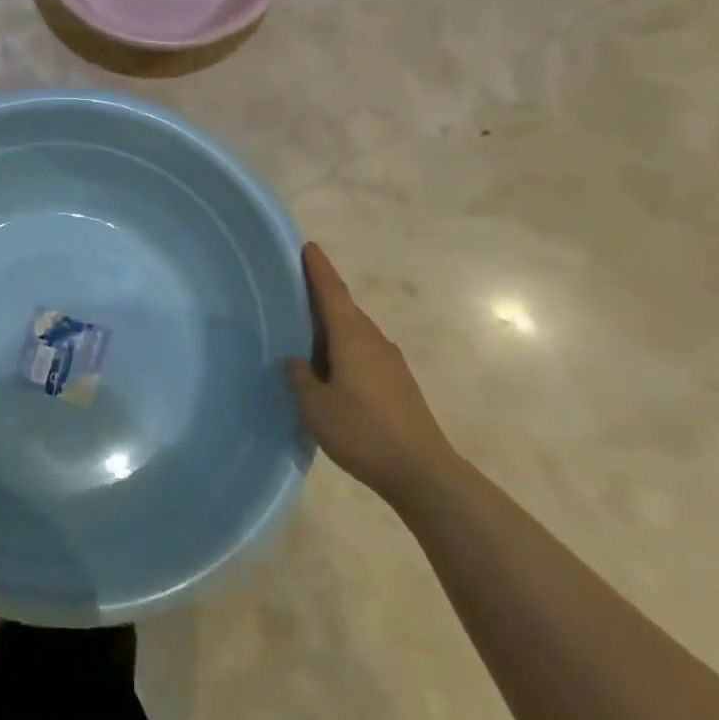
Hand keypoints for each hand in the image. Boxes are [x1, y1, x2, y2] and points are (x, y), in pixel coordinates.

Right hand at [285, 243, 455, 501]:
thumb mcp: (316, 406)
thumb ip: (300, 378)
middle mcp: (373, 340)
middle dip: (323, 297)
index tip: (309, 246)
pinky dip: (345, 350)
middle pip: (345, 309)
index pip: (332, 291)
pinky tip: (332, 369)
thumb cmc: (363, 431)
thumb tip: (294, 360)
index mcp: (352, 336)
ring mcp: (390, 362)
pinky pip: (364, 353)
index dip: (319, 268)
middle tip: (295, 291)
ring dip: (334, 327)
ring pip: (356, 333)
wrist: (423, 473)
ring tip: (307, 333)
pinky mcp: (399, 384)